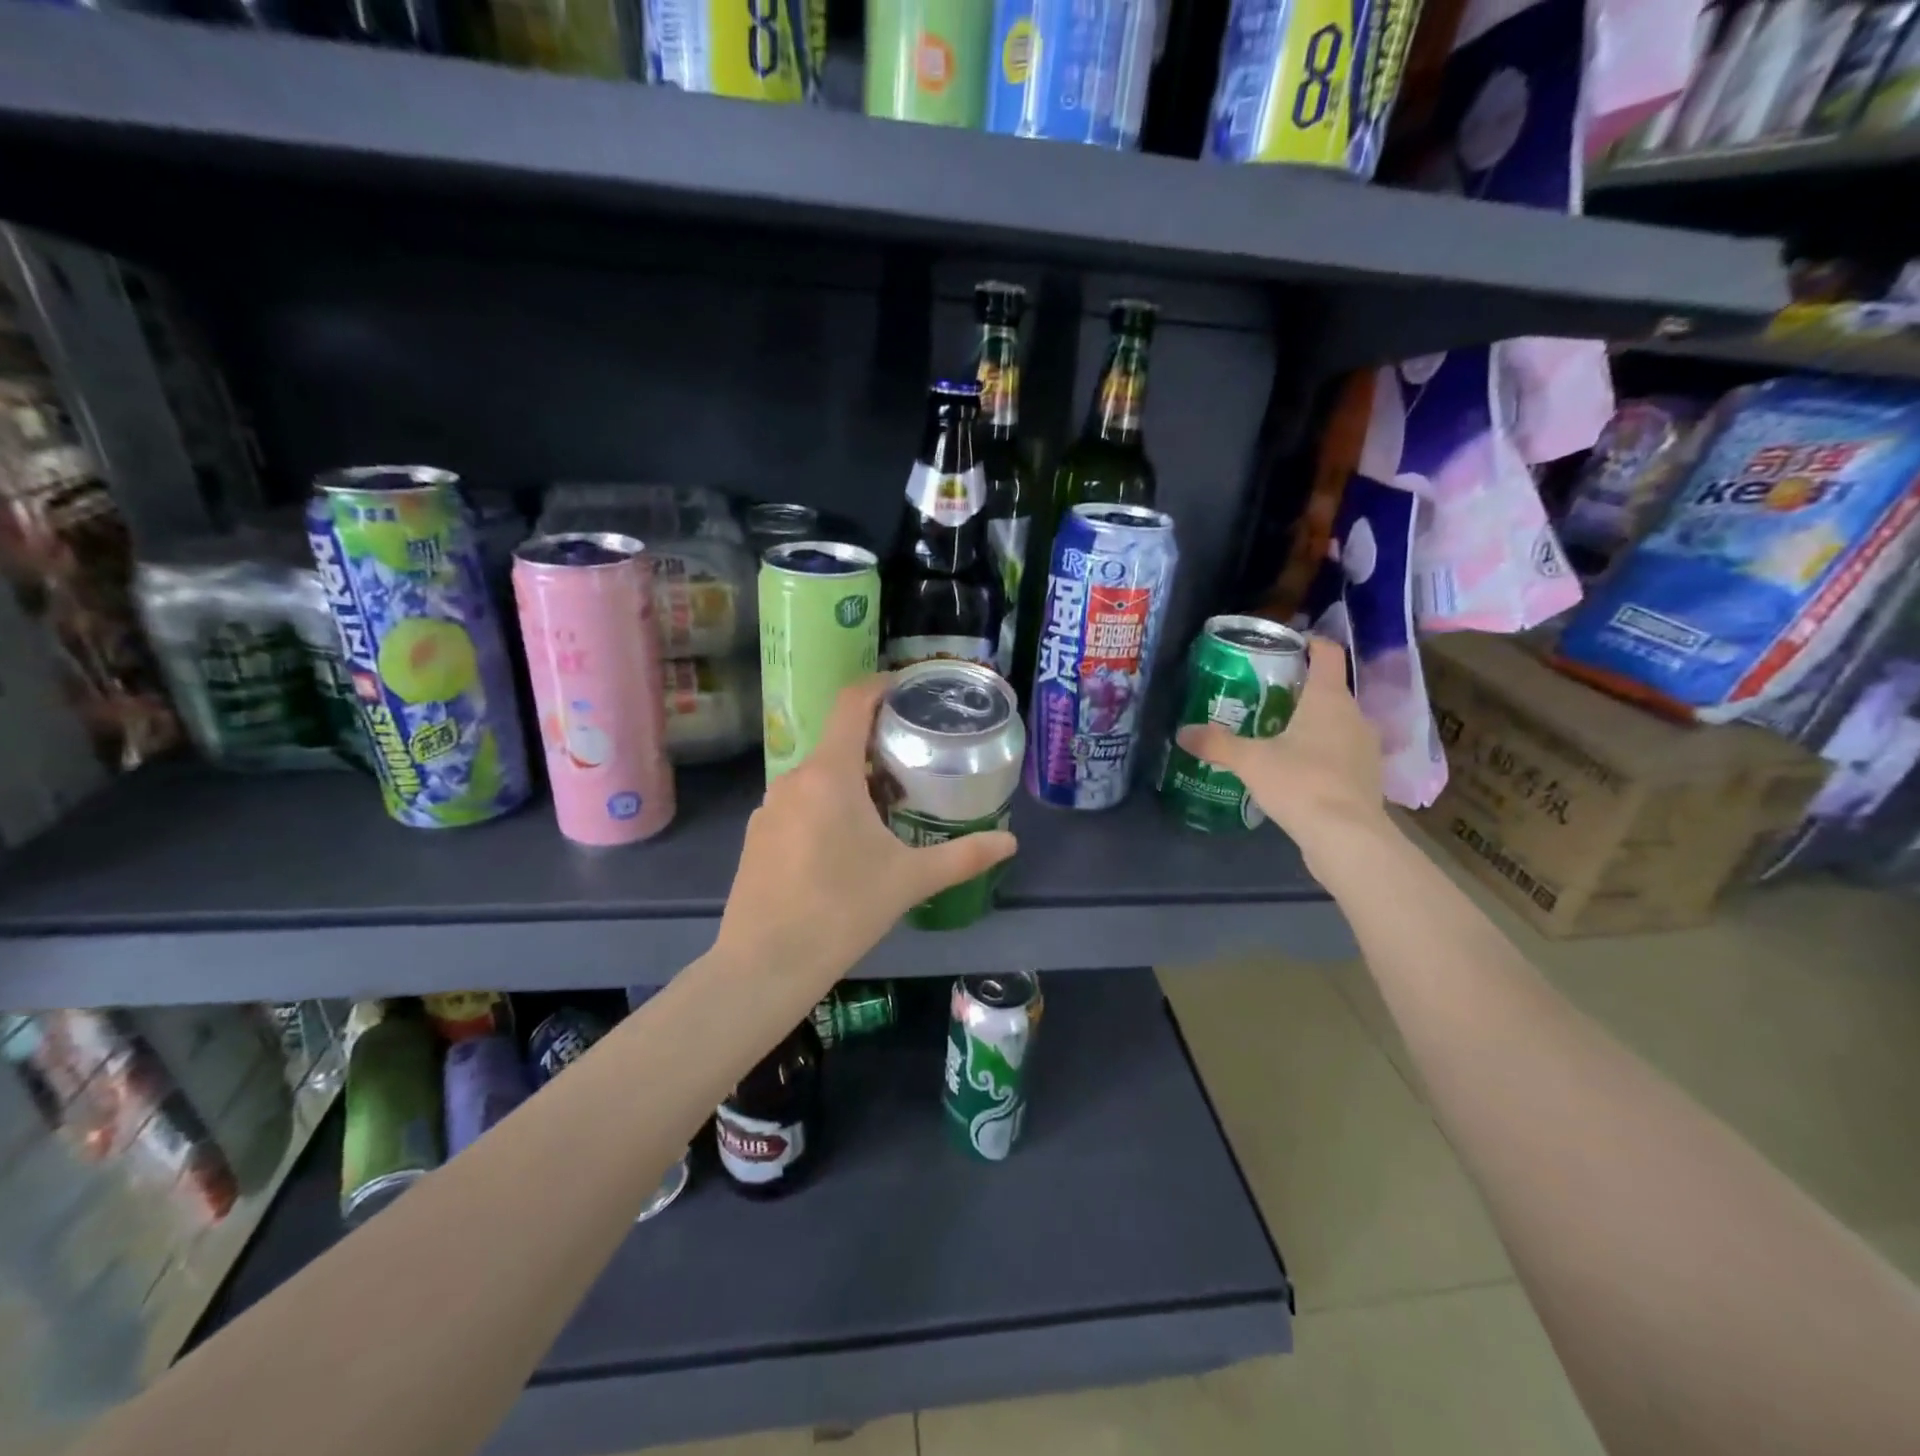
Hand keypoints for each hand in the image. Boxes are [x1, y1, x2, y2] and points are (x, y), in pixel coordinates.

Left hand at [715, 675, 1018, 990]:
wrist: (763, 965)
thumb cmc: (841, 910)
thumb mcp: (909, 880)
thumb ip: (963, 856)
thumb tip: (1010, 842)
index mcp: (830, 775)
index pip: (852, 704)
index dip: (881, 686)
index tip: (908, 689)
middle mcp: (793, 780)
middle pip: (839, 743)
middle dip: (877, 747)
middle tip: (914, 766)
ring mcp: (769, 809)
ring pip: (818, 777)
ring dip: (851, 780)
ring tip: (885, 809)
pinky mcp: (756, 837)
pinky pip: (798, 805)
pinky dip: (825, 807)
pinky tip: (843, 848)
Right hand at [1175, 636, 1388, 862]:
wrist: (1347, 837)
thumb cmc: (1301, 783)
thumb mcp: (1250, 761)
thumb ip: (1216, 744)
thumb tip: (1181, 732)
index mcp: (1329, 699)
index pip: (1327, 654)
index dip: (1310, 642)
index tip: (1287, 643)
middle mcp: (1355, 716)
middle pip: (1329, 689)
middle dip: (1300, 689)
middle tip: (1265, 695)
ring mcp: (1365, 748)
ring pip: (1336, 722)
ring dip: (1312, 723)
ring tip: (1277, 732)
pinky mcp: (1366, 777)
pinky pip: (1341, 752)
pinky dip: (1321, 751)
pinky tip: (1296, 768)